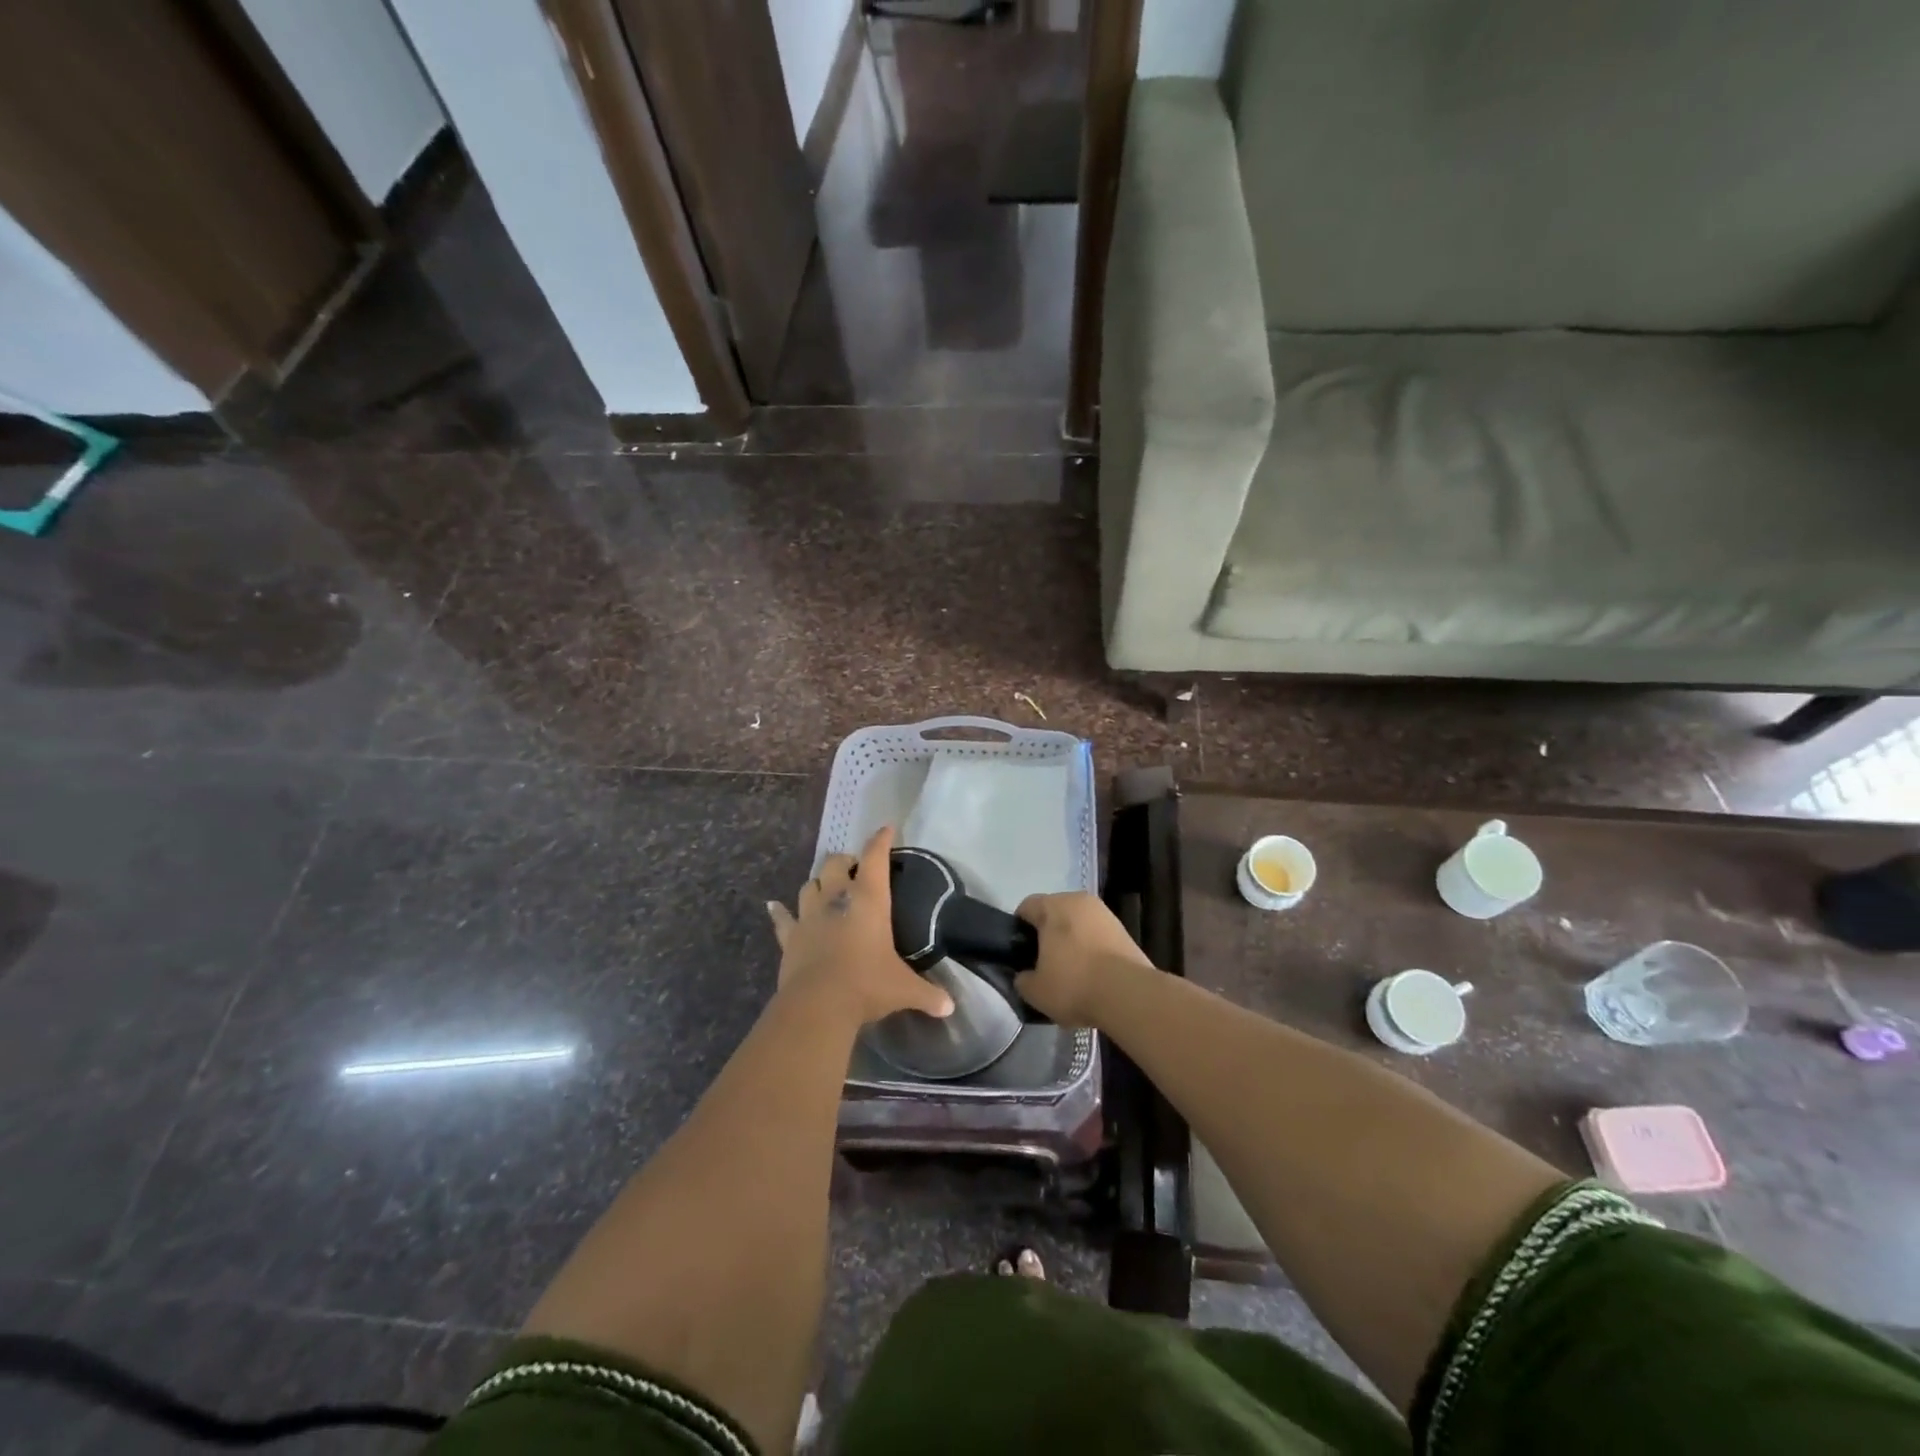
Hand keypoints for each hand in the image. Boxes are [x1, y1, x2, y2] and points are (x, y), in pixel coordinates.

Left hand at [767, 826, 953, 1026]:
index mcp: (869, 899)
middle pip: (835, 864)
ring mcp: (809, 915)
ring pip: (810, 885)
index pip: (875, 858)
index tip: (886, 829)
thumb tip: (950, 1007)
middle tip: (855, 869)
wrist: (819, 1004)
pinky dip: (779, 911)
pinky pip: (782, 918)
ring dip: (819, 883)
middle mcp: (837, 898)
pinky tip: (773, 906)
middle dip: (845, 861)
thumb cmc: (867, 984)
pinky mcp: (790, 937)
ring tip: (826, 887)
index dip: (881, 841)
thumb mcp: (904, 989)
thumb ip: (928, 994)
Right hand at [1013, 891, 1152, 1025]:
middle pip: (1055, 913)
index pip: (1027, 907)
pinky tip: (1092, 976)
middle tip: (1044, 964)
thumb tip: (1025, 976)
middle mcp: (1079, 900)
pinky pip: (1097, 936)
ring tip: (1071, 973)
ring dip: (1072, 942)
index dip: (1019, 929)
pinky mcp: (1124, 931)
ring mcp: (1105, 914)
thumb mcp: (1035, 991)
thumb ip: (1022, 979)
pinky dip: (1091, 950)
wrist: (1128, 995)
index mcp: (1053, 906)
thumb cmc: (1073, 984)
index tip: (1021, 953)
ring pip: (1078, 924)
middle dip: (1048, 934)